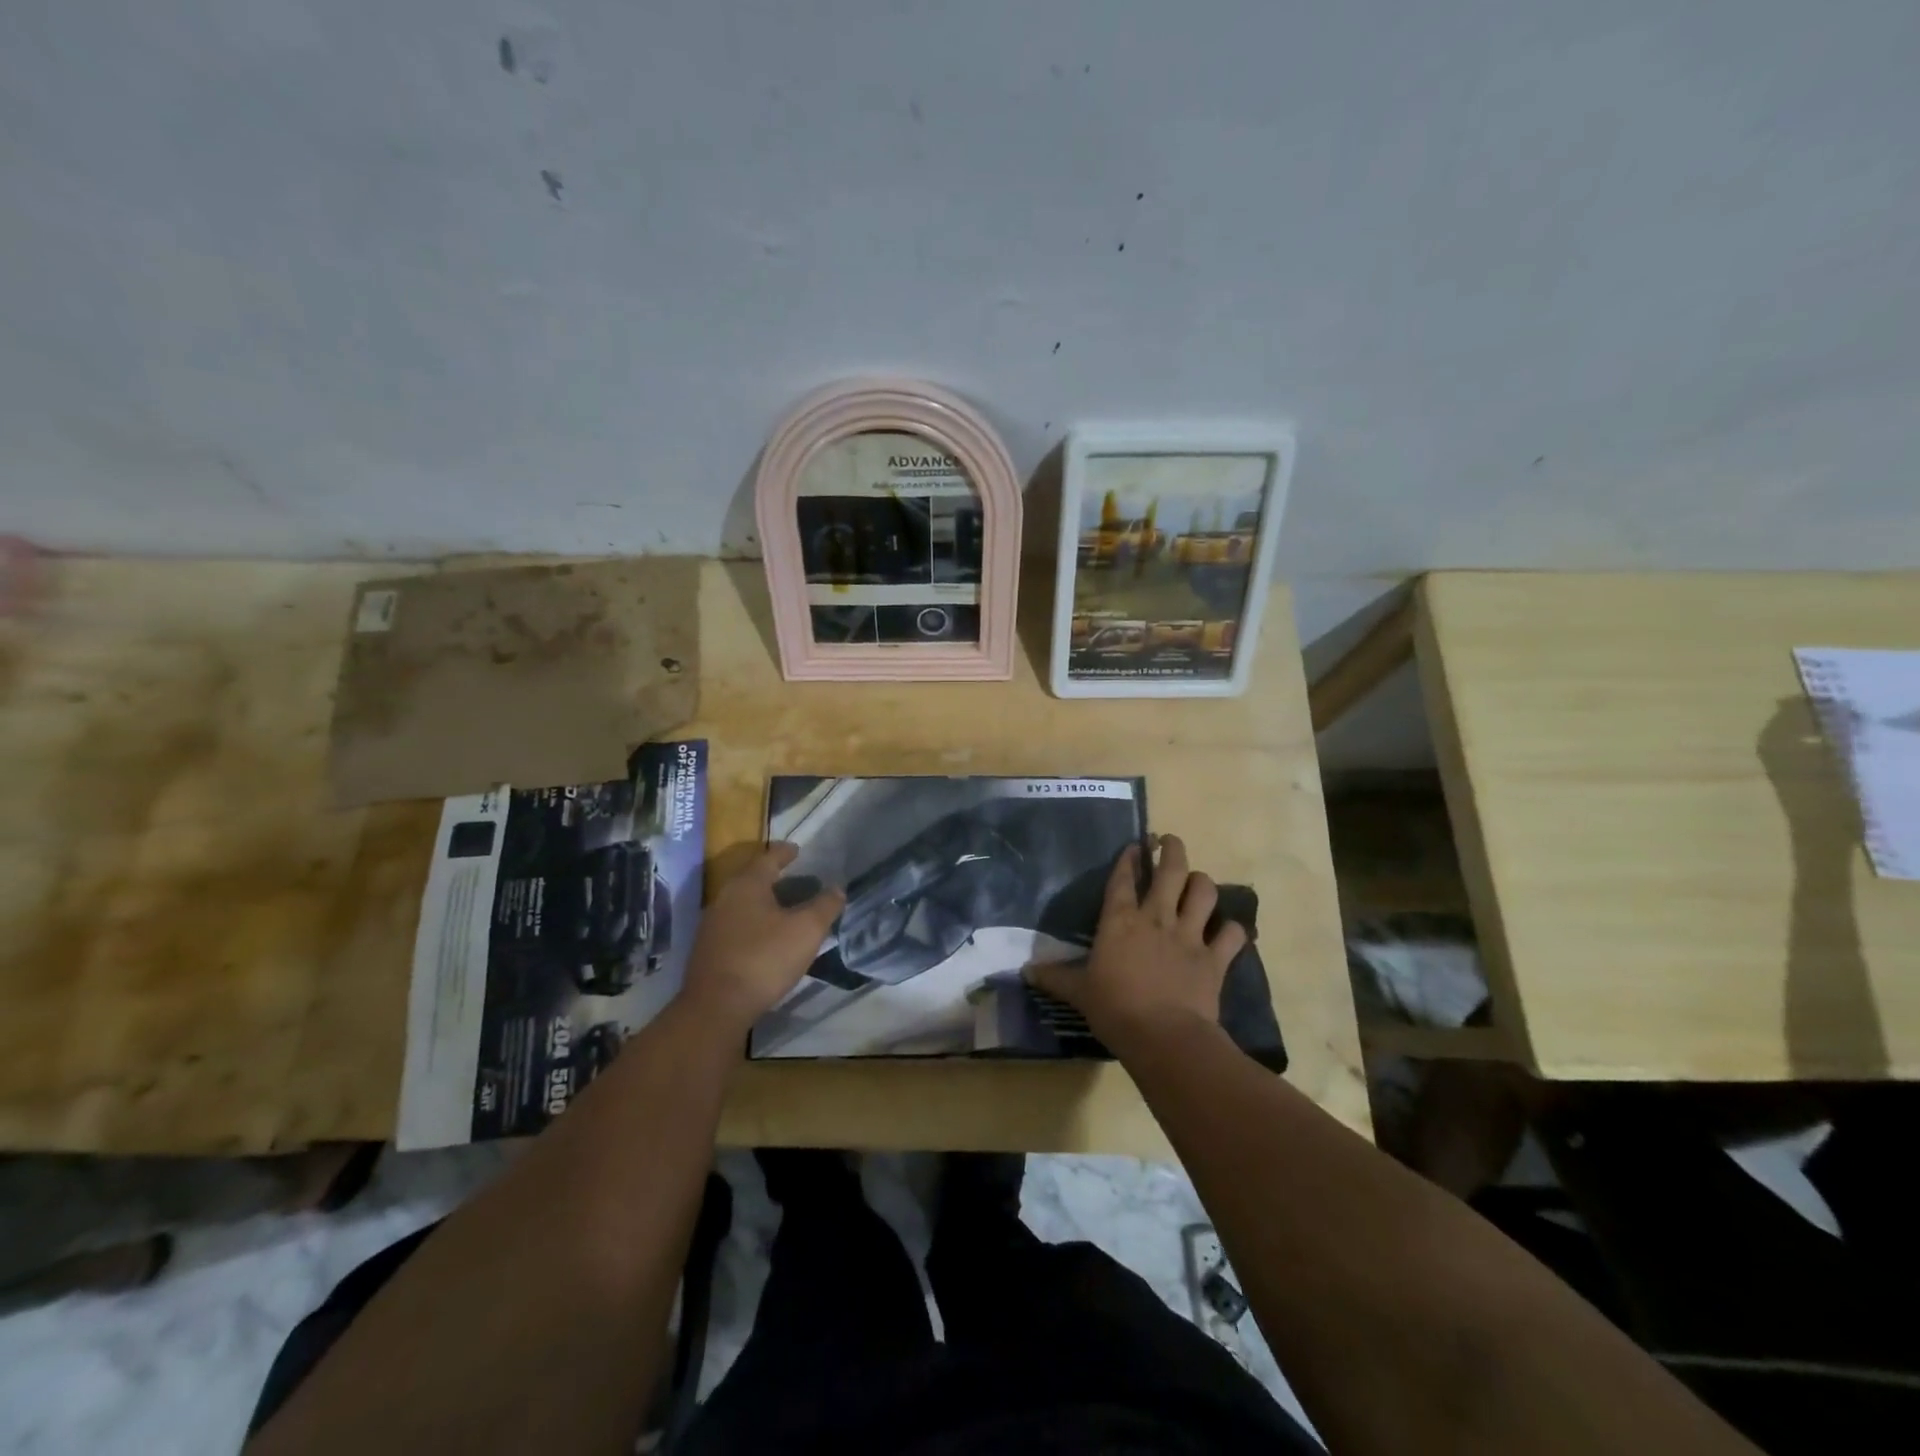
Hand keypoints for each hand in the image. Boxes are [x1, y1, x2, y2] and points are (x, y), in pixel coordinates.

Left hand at [680, 844, 844, 1031]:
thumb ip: (825, 906)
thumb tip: (837, 889)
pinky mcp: (708, 949)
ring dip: (763, 901)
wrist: (716, 1007)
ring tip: (785, 908)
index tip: (797, 850)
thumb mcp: (806, 931)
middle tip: (796, 879)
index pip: (768, 858)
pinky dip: (753, 922)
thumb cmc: (764, 959)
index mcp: (747, 885)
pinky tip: (766, 937)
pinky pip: (736, 924)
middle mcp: (725, 898)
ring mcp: (712, 924)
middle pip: (752, 879)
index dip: (785, 852)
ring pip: (742, 903)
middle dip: (774, 877)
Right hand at [1027, 834, 1246, 1050]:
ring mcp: (1189, 935)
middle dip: (1172, 850)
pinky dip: (1233, 930)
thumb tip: (1026, 972)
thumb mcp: (1078, 992)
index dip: (1129, 858)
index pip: (1123, 878)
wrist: (1164, 1036)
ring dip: (1202, 883)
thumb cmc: (1115, 1009)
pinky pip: (1232, 935)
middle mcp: (1156, 918)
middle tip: (1169, 842)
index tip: (1135, 845)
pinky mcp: (1215, 958)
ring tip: (1197, 882)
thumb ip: (1055, 978)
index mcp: (1120, 921)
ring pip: (1204, 892)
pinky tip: (1230, 931)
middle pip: (1171, 871)